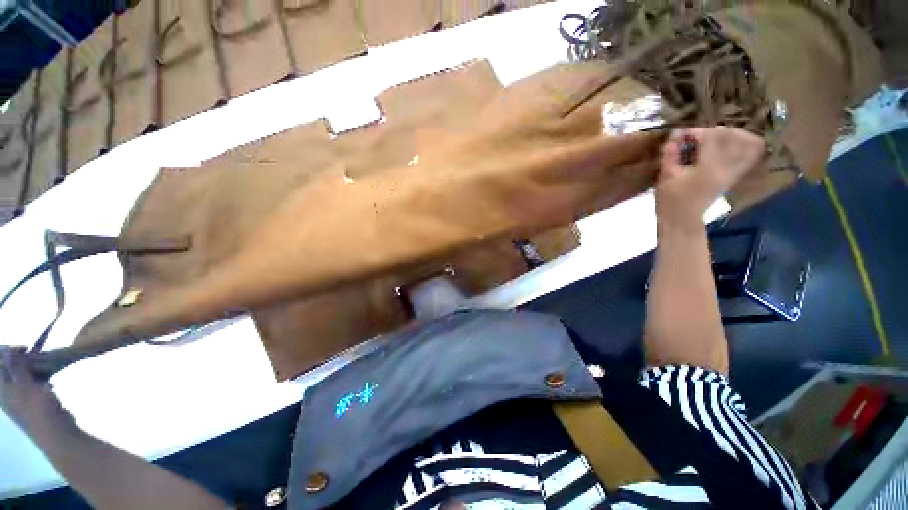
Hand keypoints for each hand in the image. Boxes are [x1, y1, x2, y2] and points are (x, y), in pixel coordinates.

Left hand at [1, 346, 75, 441]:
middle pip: (8, 369)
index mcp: (1, 389)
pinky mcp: (32, 402)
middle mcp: (6, 392)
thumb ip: (16, 367)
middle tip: (36, 357)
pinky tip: (48, 385)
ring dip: (32, 370)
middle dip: (22, 360)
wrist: (56, 435)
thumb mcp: (26, 386)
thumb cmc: (38, 410)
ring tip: (44, 371)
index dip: (7, 351)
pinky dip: (40, 380)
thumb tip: (8, 350)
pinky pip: (32, 385)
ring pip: (22, 376)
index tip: (25, 347)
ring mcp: (20, 398)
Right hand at [656, 127, 764, 225]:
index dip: (695, 132)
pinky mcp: (734, 176)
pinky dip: (744, 146)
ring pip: (748, 144)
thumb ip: (671, 154)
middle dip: (713, 132)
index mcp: (708, 168)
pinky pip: (750, 156)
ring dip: (732, 136)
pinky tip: (729, 146)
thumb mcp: (665, 176)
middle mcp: (726, 167)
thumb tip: (676, 134)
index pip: (710, 137)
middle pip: (731, 136)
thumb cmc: (670, 200)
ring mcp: (734, 172)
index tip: (681, 136)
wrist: (682, 220)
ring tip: (716, 139)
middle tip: (698, 137)